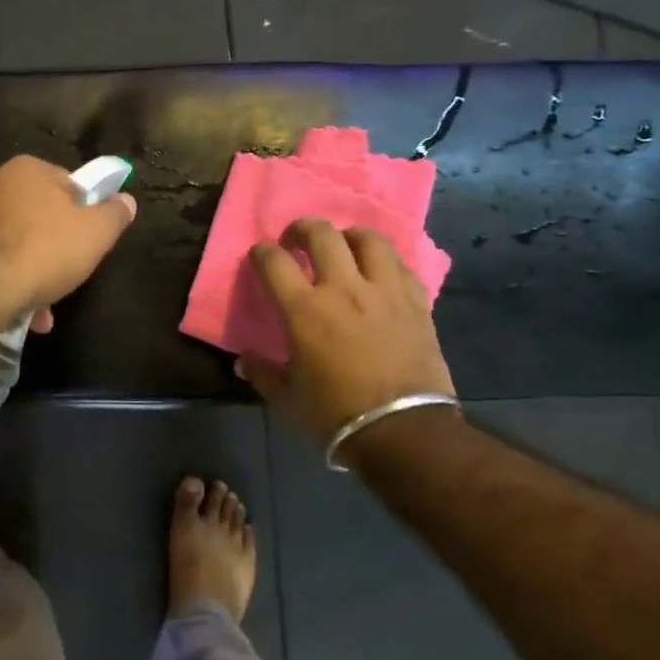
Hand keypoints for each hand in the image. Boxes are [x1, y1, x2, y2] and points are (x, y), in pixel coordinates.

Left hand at [0, 156, 136, 319]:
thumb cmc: (44, 251)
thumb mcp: (95, 234)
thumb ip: (114, 214)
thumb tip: (126, 200)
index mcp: (28, 169)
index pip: (67, 184)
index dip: (84, 214)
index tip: (90, 242)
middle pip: (39, 215)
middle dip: (56, 248)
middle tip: (69, 276)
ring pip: (15, 243)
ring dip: (32, 273)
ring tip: (43, 310)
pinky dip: (8, 281)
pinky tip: (19, 311)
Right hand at [237, 219, 454, 438]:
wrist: (403, 430)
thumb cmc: (336, 413)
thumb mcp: (287, 397)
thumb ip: (263, 372)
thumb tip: (243, 361)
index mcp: (305, 309)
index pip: (274, 261)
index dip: (262, 252)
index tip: (260, 256)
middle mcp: (343, 288)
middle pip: (322, 234)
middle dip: (303, 229)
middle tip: (297, 240)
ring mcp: (384, 291)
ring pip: (368, 239)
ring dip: (349, 236)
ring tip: (343, 246)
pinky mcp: (416, 302)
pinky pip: (401, 265)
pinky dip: (385, 261)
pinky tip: (379, 272)